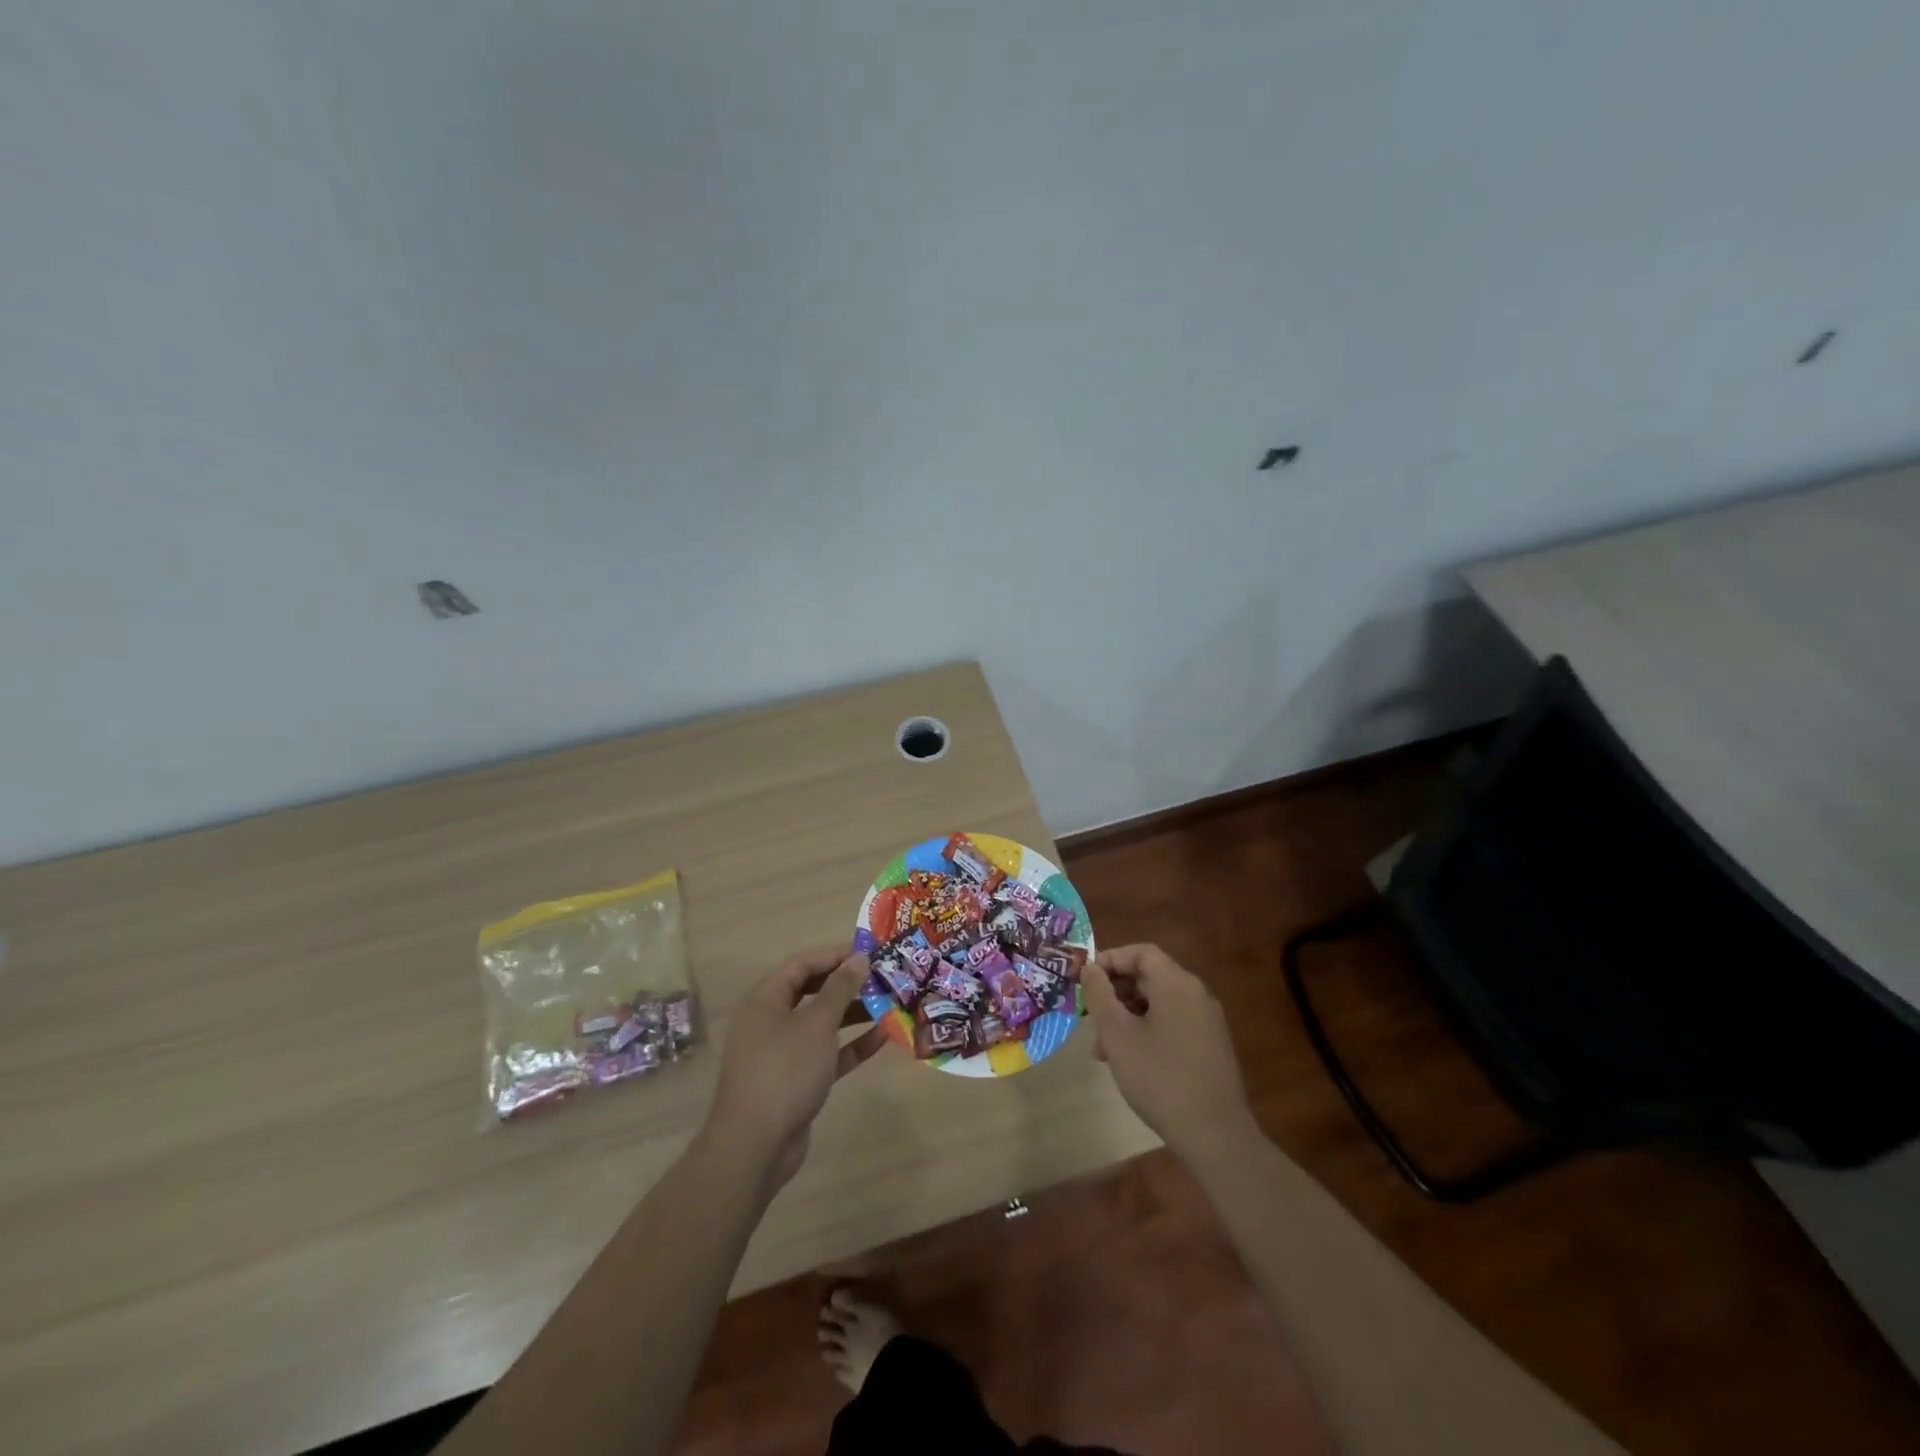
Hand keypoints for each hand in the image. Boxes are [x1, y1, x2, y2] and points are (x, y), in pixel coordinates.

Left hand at [705, 948, 885, 1190]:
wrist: (756, 1146)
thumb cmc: (785, 1070)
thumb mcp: (817, 1023)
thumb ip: (840, 988)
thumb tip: (859, 957)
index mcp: (766, 1000)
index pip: (801, 964)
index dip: (834, 955)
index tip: (869, 952)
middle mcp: (771, 1021)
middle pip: (812, 992)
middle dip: (847, 984)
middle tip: (883, 977)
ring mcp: (783, 1053)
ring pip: (822, 1023)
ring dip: (854, 1013)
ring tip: (890, 1003)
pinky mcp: (797, 1080)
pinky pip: (828, 1053)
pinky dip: (852, 1044)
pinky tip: (883, 1037)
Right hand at [1084, 943, 1259, 1166]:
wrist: (1216, 1135)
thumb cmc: (1159, 1077)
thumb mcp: (1117, 1035)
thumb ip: (1099, 995)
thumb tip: (1090, 968)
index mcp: (1176, 983)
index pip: (1141, 952)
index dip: (1110, 960)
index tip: (1086, 982)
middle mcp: (1196, 994)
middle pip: (1150, 977)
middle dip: (1115, 993)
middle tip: (1090, 1019)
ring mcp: (1207, 1022)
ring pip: (1159, 1004)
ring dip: (1127, 1017)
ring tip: (1104, 1051)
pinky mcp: (1211, 1046)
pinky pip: (1173, 1023)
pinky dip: (1147, 1031)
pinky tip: (1131, 1062)